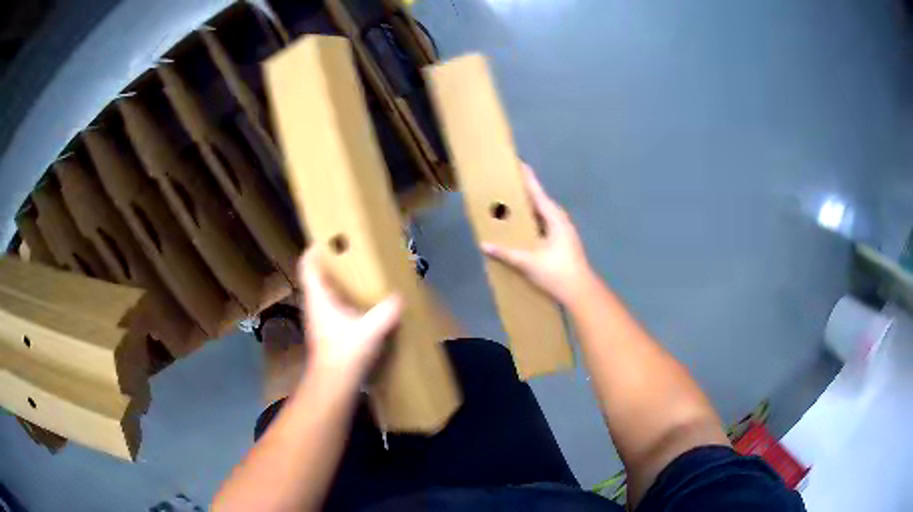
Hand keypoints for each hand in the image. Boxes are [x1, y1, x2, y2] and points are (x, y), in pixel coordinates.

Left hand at [299, 248, 403, 382]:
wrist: (333, 383)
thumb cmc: (345, 352)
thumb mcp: (370, 330)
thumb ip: (386, 312)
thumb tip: (399, 298)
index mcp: (318, 297)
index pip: (307, 265)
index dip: (315, 249)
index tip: (330, 239)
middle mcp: (314, 305)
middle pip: (316, 276)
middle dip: (330, 263)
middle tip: (351, 254)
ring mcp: (318, 319)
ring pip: (323, 292)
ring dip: (336, 282)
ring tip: (357, 276)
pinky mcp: (326, 331)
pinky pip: (331, 306)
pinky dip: (342, 299)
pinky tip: (359, 304)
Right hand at [482, 163, 593, 304]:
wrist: (580, 292)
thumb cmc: (557, 273)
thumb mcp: (529, 262)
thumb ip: (506, 253)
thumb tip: (484, 244)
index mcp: (555, 219)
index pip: (538, 193)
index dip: (527, 178)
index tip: (518, 163)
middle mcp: (560, 221)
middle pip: (539, 201)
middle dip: (524, 193)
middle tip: (507, 184)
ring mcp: (562, 232)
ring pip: (541, 215)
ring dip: (527, 210)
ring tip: (510, 204)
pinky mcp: (561, 242)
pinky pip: (543, 225)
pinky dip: (531, 223)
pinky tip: (520, 228)